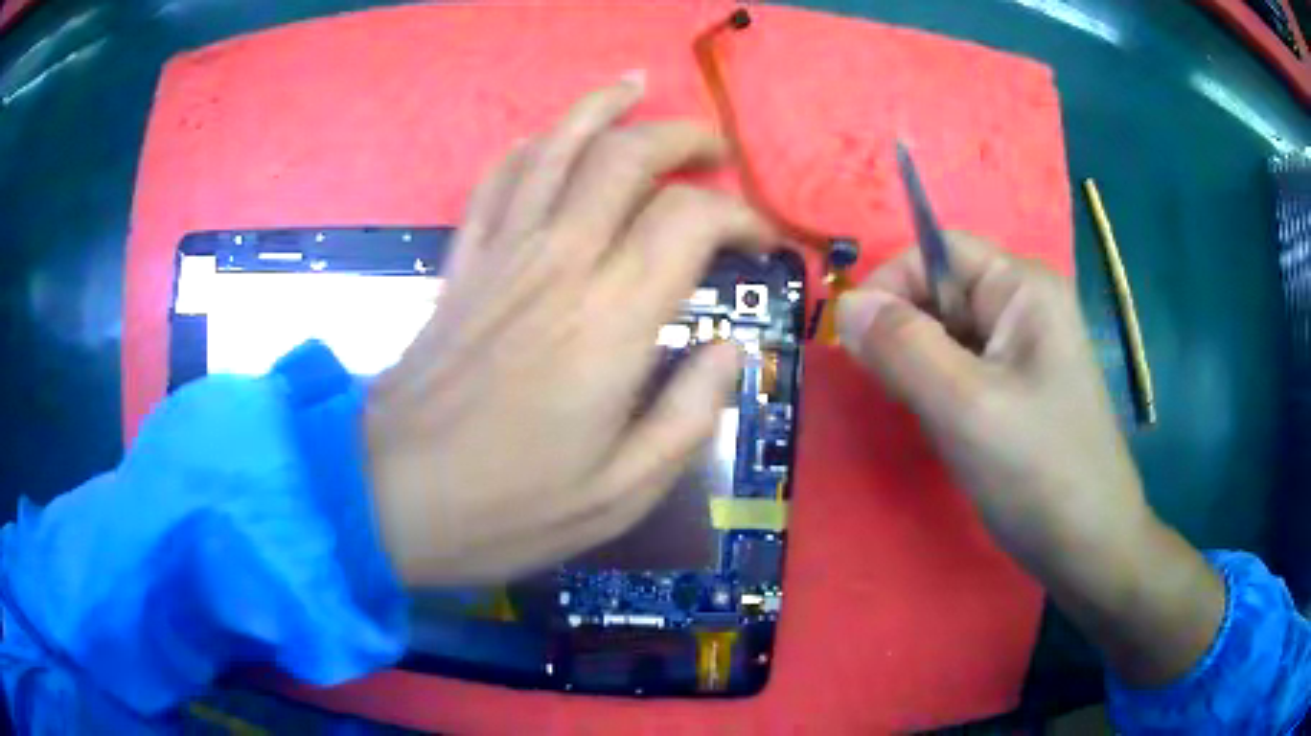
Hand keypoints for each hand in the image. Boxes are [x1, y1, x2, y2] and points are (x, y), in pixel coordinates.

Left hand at [363, 76, 770, 585]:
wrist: (387, 497)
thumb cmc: (506, 508)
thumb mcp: (622, 494)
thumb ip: (691, 416)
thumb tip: (731, 351)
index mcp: (609, 322)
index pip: (690, 220)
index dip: (741, 216)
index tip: (764, 242)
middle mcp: (558, 263)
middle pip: (625, 156)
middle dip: (683, 138)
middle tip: (719, 153)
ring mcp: (501, 254)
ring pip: (556, 146)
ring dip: (603, 109)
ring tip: (636, 88)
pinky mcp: (462, 262)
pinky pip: (496, 179)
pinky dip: (530, 147)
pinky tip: (550, 138)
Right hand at [836, 231, 1147, 563]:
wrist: (1090, 549)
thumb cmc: (1039, 473)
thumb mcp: (965, 407)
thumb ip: (902, 347)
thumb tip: (845, 304)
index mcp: (1024, 288)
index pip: (939, 251)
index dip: (891, 283)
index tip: (855, 342)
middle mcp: (1025, 306)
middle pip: (942, 291)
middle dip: (905, 331)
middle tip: (890, 390)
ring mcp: (1024, 350)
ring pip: (948, 334)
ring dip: (919, 365)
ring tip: (919, 414)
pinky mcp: (1018, 389)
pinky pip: (962, 369)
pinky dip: (937, 390)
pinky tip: (941, 427)